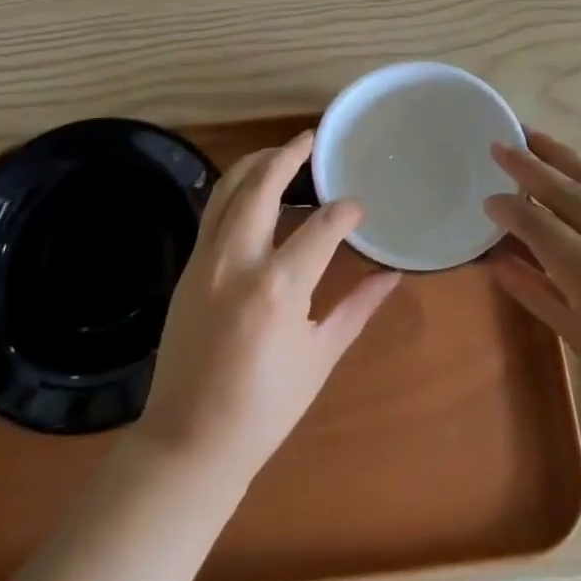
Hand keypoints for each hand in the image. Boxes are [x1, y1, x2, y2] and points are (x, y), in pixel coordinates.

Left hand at [137, 130, 398, 483]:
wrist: (189, 440)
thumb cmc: (265, 408)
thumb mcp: (320, 357)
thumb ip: (357, 307)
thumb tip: (392, 275)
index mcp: (279, 288)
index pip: (321, 226)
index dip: (345, 211)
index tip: (359, 206)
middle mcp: (238, 261)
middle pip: (262, 186)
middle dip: (288, 156)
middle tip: (311, 140)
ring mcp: (206, 260)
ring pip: (228, 190)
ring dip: (255, 164)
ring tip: (281, 153)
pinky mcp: (188, 267)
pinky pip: (212, 212)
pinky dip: (234, 191)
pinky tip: (252, 190)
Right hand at [484, 131, 580, 449]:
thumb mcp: (579, 340)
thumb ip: (535, 290)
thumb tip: (496, 257)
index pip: (544, 228)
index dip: (512, 210)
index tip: (488, 198)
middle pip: (571, 193)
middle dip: (531, 166)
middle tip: (500, 145)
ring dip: (563, 158)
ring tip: (533, 138)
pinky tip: (576, 170)